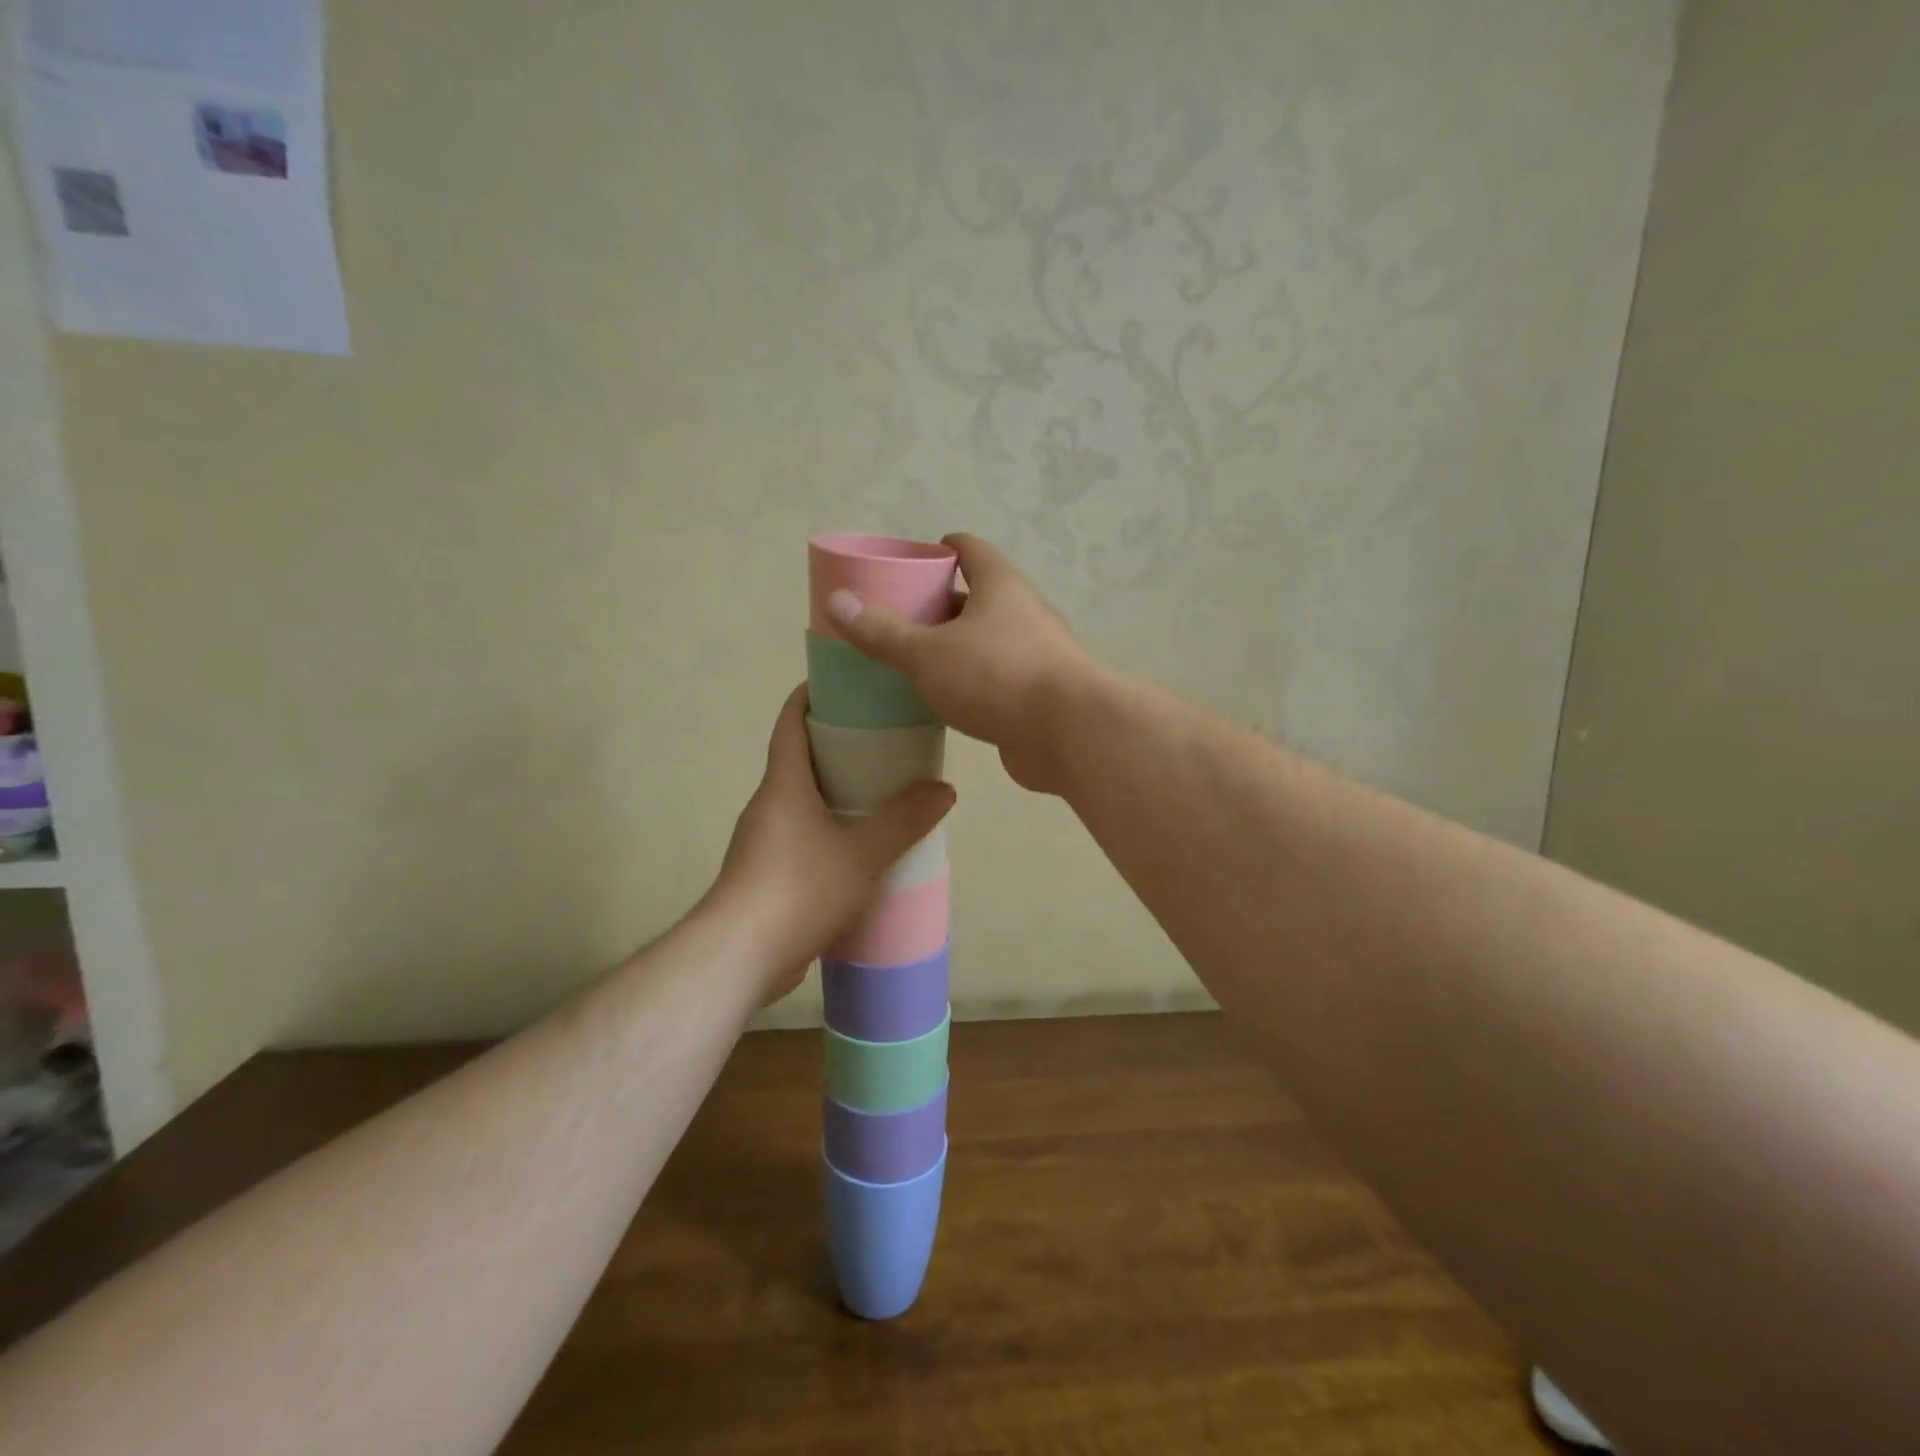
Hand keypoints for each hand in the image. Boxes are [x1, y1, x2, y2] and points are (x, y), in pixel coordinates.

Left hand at [710, 684, 955, 1002]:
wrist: (740, 956)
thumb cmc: (799, 888)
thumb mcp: (863, 853)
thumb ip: (905, 820)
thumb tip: (943, 789)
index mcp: (783, 783)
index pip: (791, 721)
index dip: (813, 694)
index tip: (846, 682)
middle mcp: (768, 804)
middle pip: (800, 758)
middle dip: (838, 744)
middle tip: (886, 740)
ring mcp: (763, 841)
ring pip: (803, 800)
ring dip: (836, 790)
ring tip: (883, 792)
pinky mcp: (766, 874)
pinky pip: (802, 835)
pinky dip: (830, 827)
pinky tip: (861, 847)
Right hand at [825, 534, 1098, 793]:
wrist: (1069, 734)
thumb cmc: (997, 676)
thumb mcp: (929, 653)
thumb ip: (883, 632)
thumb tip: (837, 601)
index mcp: (1000, 587)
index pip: (970, 550)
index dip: (941, 548)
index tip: (913, 559)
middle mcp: (1023, 613)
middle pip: (977, 598)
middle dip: (941, 605)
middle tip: (900, 617)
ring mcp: (1036, 656)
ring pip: (987, 642)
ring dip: (955, 648)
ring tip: (913, 661)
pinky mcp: (1037, 696)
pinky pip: (995, 680)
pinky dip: (970, 684)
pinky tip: (944, 701)